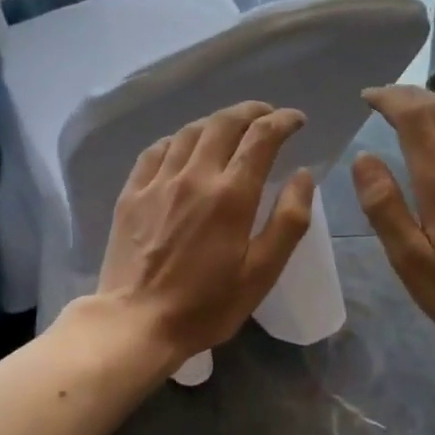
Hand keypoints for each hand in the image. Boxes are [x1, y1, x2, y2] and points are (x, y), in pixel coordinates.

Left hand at [93, 101, 315, 365]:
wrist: (137, 322)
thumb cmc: (207, 305)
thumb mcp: (262, 273)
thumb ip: (288, 221)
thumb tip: (303, 175)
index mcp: (231, 195)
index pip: (261, 137)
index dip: (283, 120)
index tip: (297, 121)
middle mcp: (194, 176)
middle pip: (224, 123)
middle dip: (252, 112)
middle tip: (268, 117)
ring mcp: (158, 182)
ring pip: (190, 131)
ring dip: (216, 122)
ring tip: (231, 129)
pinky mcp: (132, 193)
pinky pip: (157, 150)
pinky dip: (179, 139)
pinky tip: (185, 148)